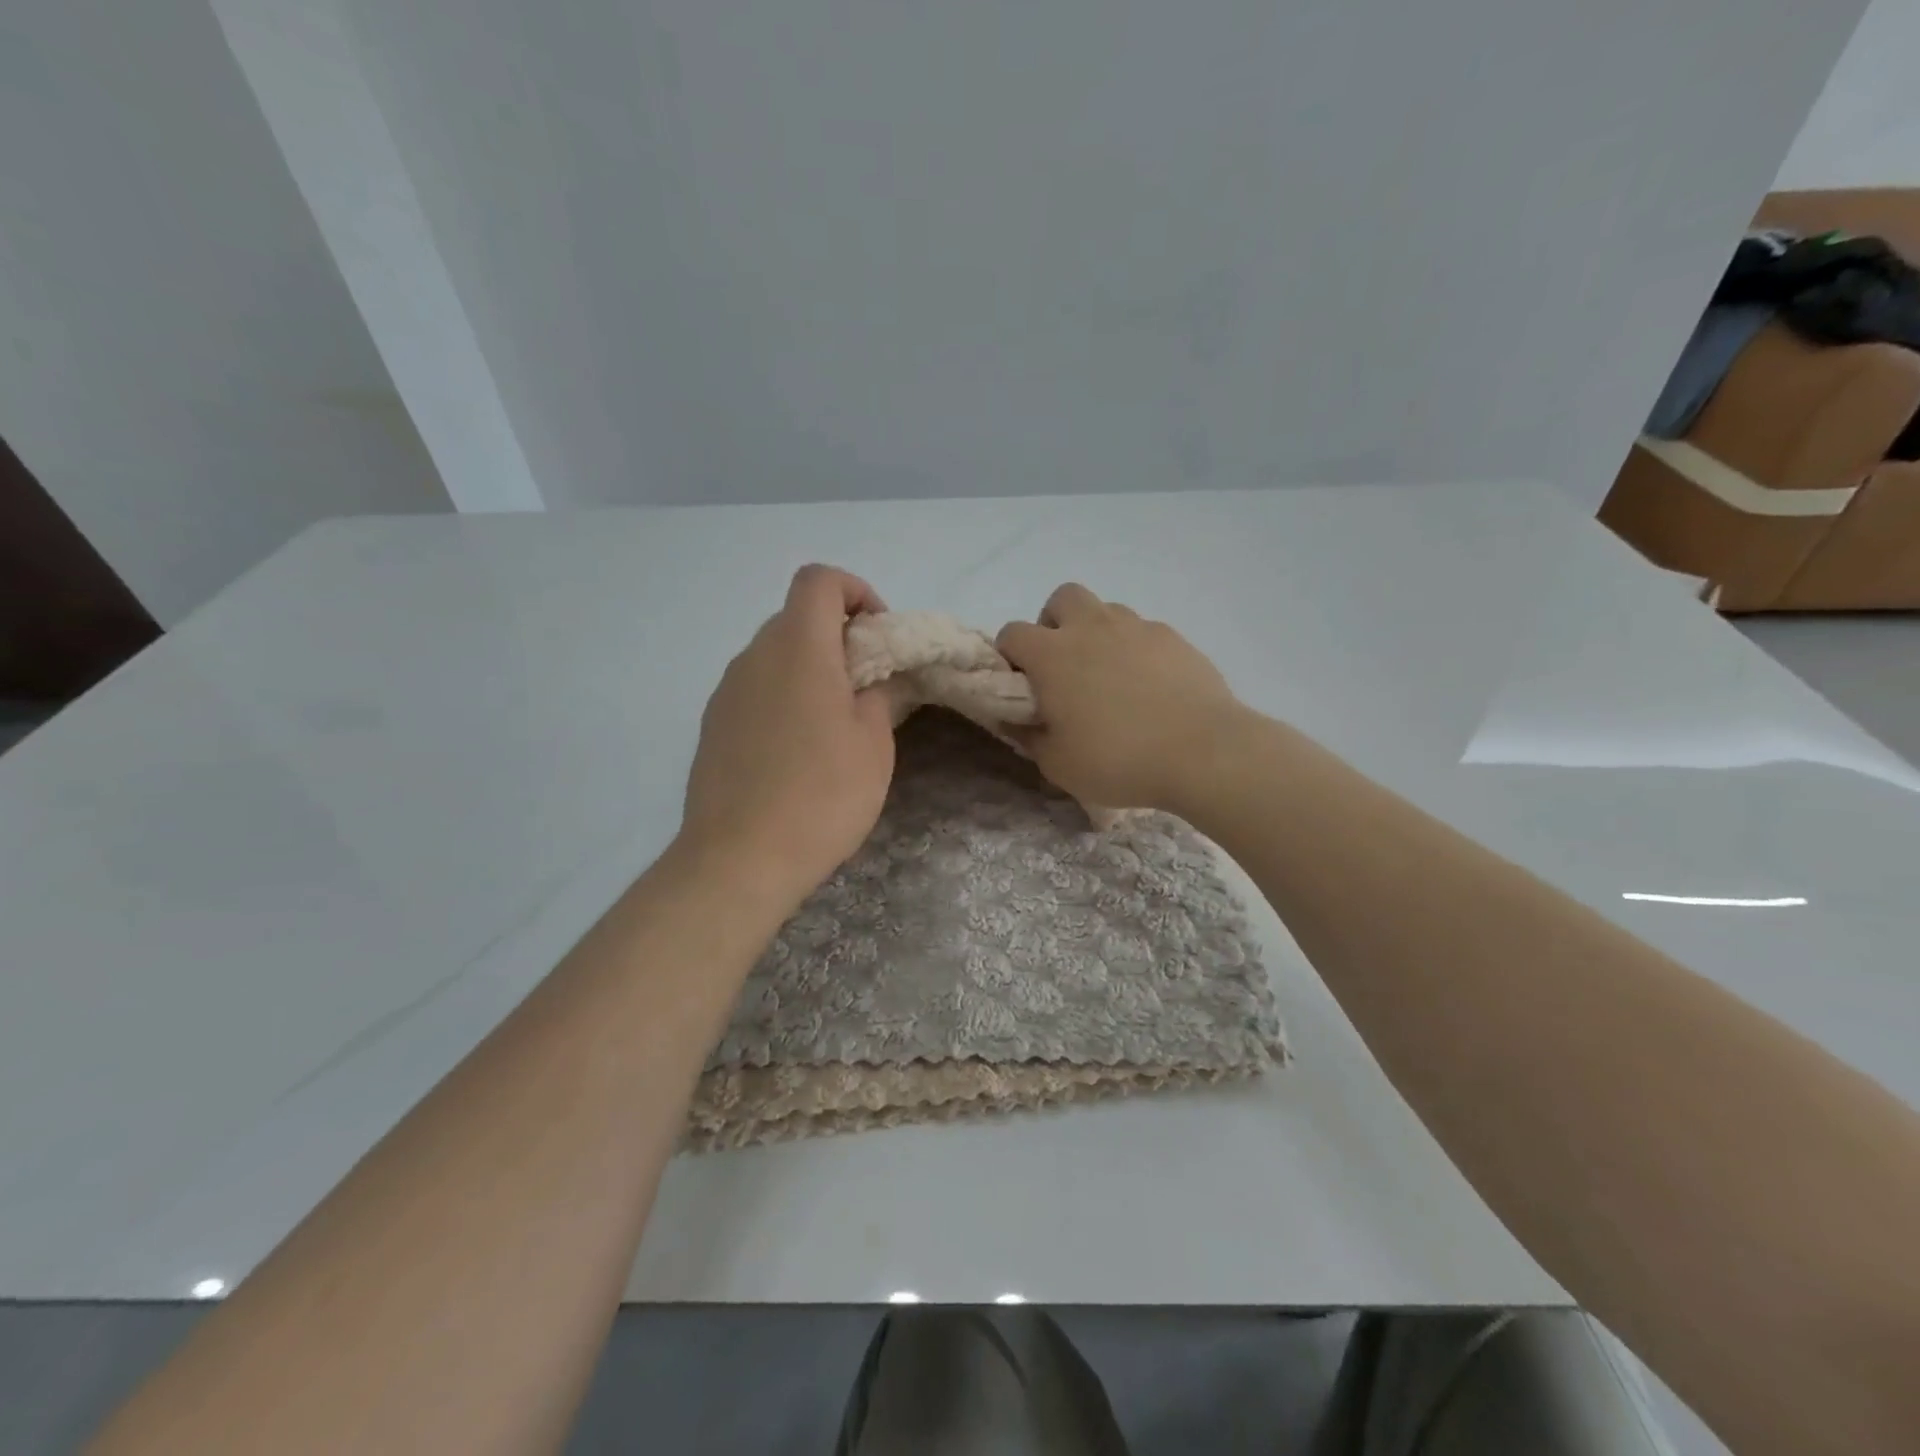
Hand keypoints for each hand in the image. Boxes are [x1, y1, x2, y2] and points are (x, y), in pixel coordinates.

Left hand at [680, 566, 896, 906]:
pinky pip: (755, 689)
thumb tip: (876, 678)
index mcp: (798, 648)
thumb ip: (879, 694)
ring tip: (834, 722)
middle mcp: (754, 656)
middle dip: (837, 635)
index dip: (855, 591)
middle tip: (866, 684)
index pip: (819, 580)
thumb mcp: (873, 744)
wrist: (739, 858)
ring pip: (774, 655)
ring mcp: (726, 691)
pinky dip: (783, 696)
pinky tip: (798, 750)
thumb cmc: (822, 794)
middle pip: (796, 617)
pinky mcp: (712, 725)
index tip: (878, 634)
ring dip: (809, 668)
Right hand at [997, 583, 1245, 813]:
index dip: (1010, 657)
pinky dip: (1135, 649)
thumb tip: (1013, 719)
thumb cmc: (1117, 759)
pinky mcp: (1174, 637)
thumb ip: (1028, 736)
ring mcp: (1137, 628)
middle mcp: (1091, 627)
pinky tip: (1148, 686)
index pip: (1012, 633)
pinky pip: (1143, 631)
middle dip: (1055, 624)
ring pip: (1105, 610)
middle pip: (1061, 599)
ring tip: (1109, 676)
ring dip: (1096, 633)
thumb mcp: (1057, 764)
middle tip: (1064, 666)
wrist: (1202, 752)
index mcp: (1052, 654)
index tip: (1021, 686)